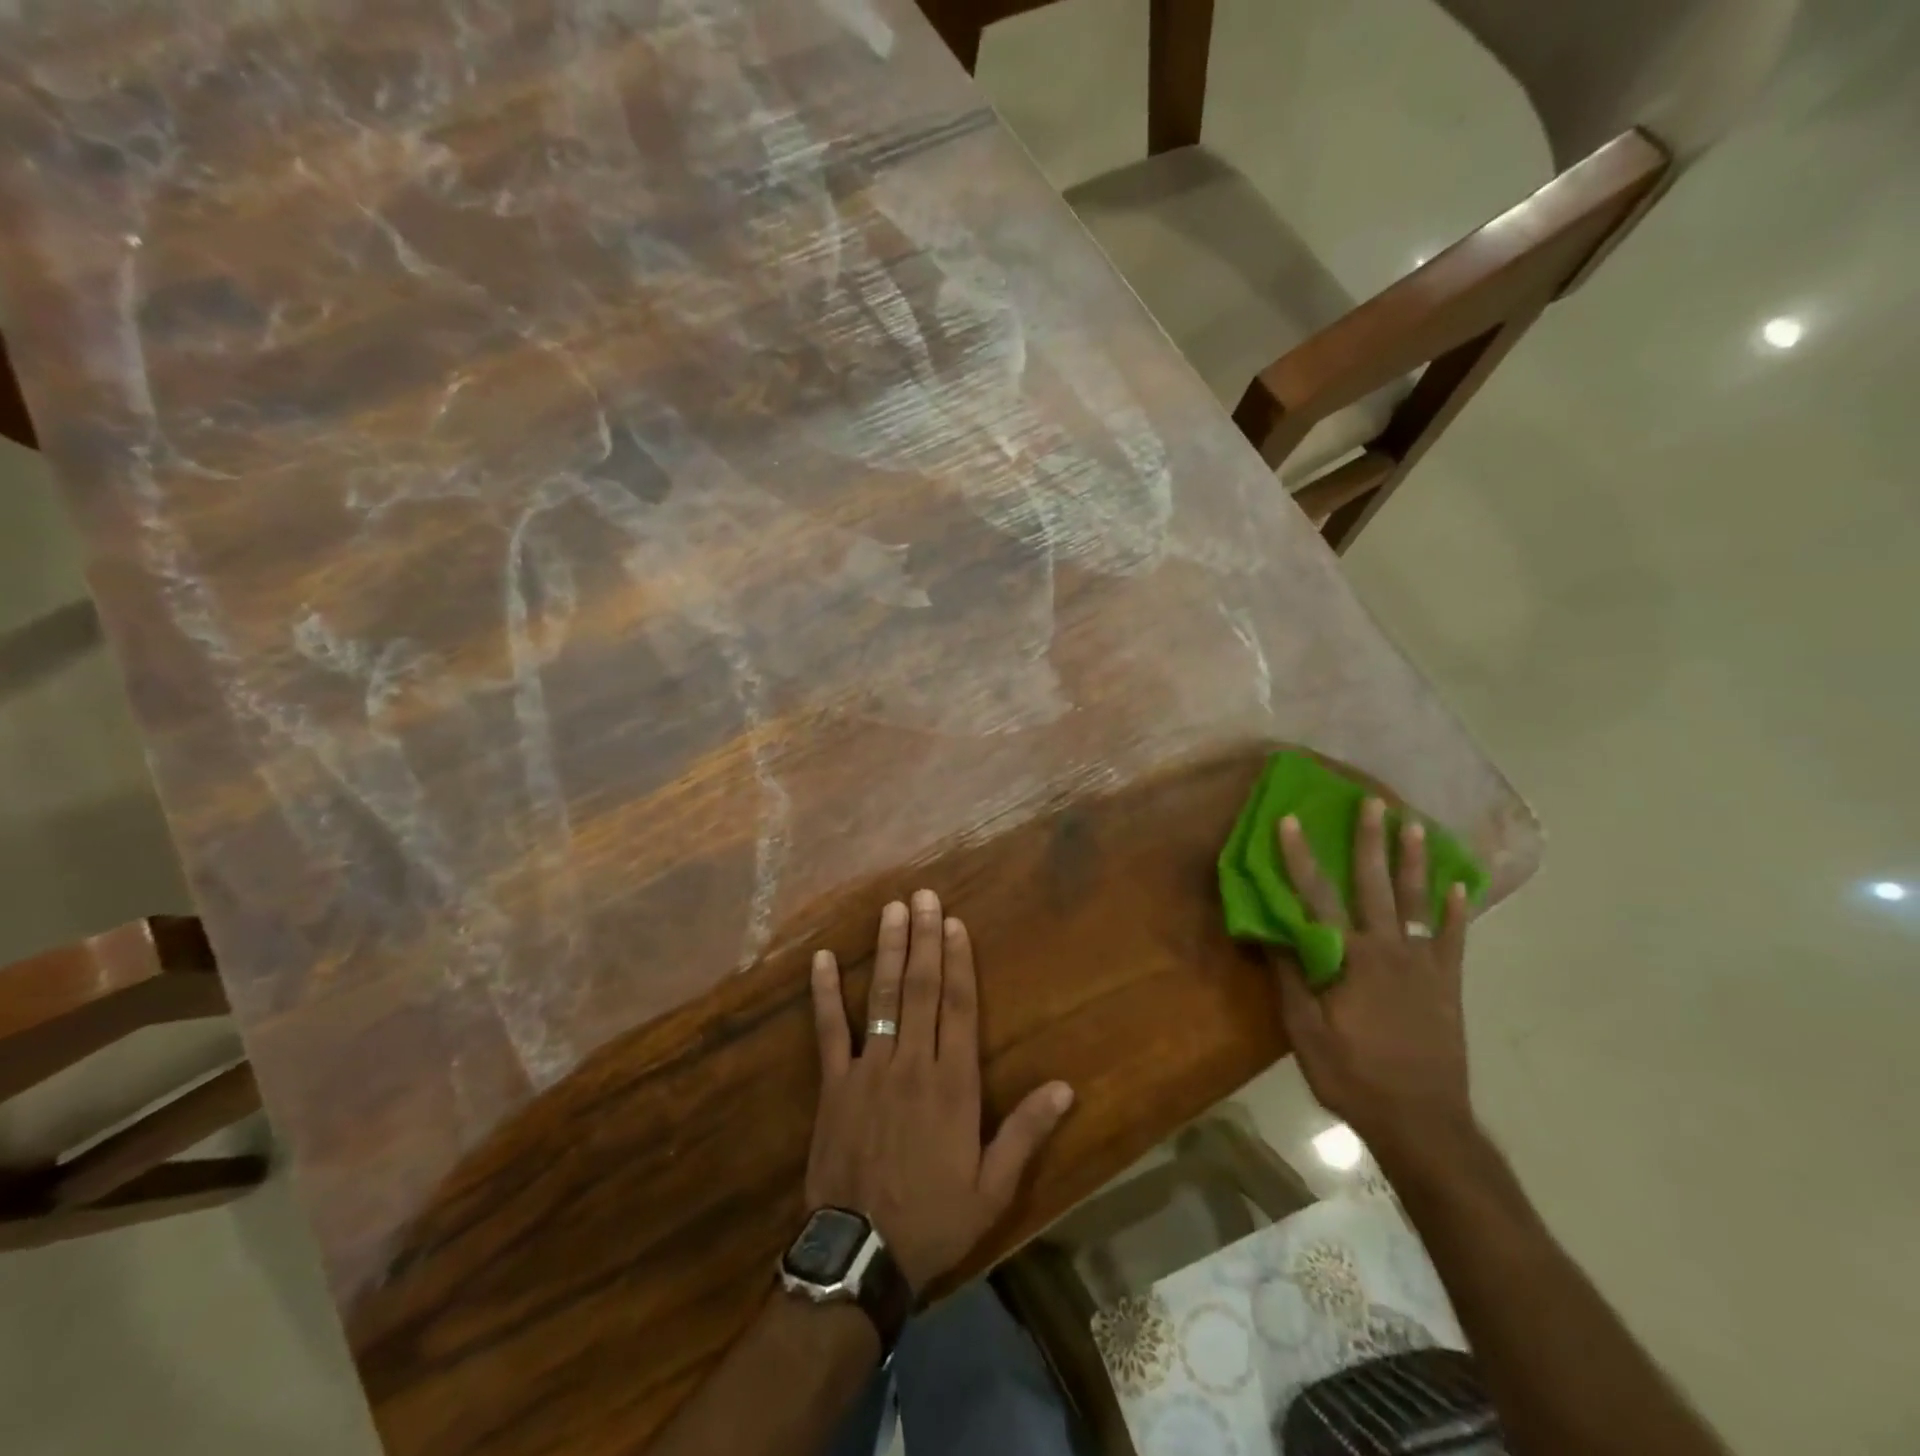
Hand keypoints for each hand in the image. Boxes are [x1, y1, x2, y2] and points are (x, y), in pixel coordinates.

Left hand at [806, 889, 1074, 1295]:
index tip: (956, 923)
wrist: (861, 1254)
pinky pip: (828, 1030)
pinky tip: (822, 958)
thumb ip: (1026, 1132)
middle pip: (921, 989)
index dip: (959, 961)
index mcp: (953, 1084)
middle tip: (924, 896)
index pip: (959, 1007)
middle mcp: (912, 1063)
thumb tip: (1065, 1087)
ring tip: (892, 910)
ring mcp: (869, 1069)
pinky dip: (825, 994)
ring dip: (888, 950)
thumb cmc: (934, 1218)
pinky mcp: (834, 1084)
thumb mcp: (992, 1187)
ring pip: (882, 997)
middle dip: (925, 938)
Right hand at [1274, 798, 1474, 1157]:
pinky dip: (1455, 912)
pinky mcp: (1447, 985)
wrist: (1423, 1121)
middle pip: (1375, 886)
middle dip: (1371, 841)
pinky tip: (1460, 887)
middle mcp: (1388, 951)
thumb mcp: (1305, 1032)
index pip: (1318, 897)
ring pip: (1418, 902)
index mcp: (1350, 959)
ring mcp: (1424, 966)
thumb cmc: (1354, 1076)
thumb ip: (1291, 978)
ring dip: (1414, 862)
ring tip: (1415, 825)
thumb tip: (1269, 931)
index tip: (1290, 821)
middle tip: (1372, 802)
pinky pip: (1452, 940)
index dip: (1300, 857)